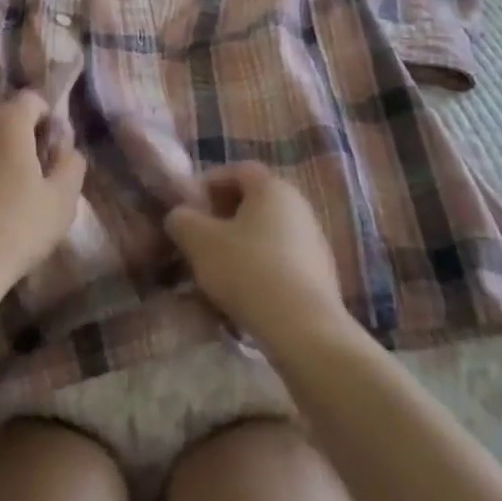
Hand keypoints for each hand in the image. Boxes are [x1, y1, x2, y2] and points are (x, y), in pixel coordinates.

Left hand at [0, 91, 85, 314]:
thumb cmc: (13, 231)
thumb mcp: (62, 201)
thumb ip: (71, 163)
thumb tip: (64, 146)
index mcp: (7, 123)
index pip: (32, 100)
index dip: (48, 122)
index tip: (51, 158)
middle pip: (1, 121)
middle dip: (18, 143)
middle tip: (29, 185)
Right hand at [164, 163, 350, 354]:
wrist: (304, 330)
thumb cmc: (248, 271)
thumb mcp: (199, 241)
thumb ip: (182, 219)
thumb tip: (180, 216)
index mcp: (272, 187)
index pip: (237, 170)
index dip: (209, 183)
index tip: (188, 208)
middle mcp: (299, 206)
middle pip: (253, 202)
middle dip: (222, 217)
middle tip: (199, 239)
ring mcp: (314, 241)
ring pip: (266, 233)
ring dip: (240, 245)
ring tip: (216, 272)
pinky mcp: (321, 275)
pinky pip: (281, 260)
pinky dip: (260, 268)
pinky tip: (244, 294)